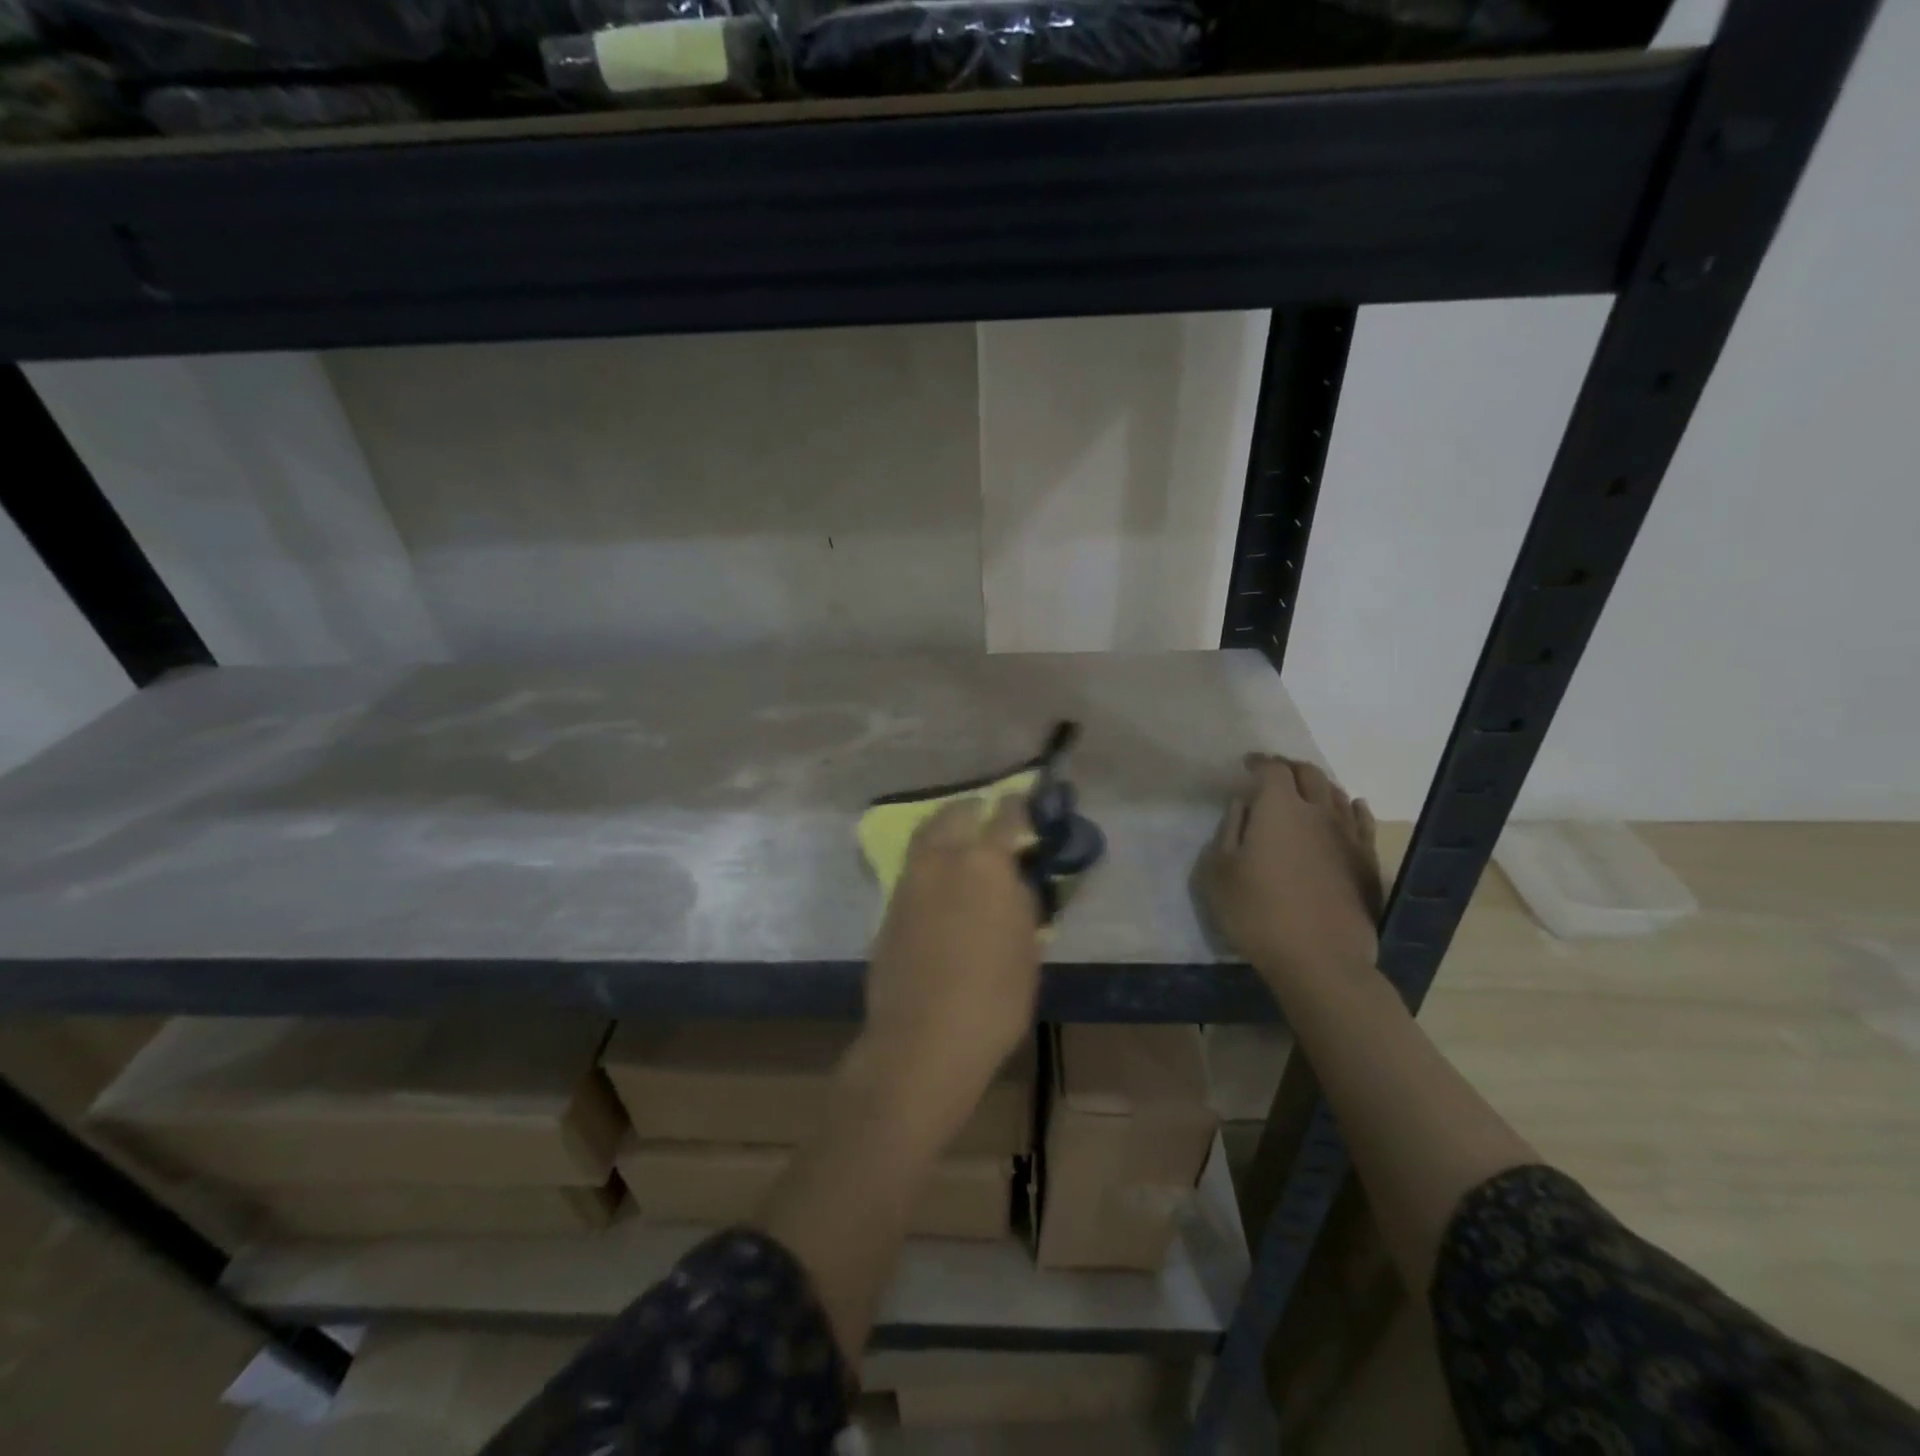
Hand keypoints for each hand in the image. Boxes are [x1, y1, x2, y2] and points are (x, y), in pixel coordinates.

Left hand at [857, 796, 1041, 1137]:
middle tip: (987, 815)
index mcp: (984, 863)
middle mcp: (942, 859)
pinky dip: (929, 860)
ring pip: (926, 835)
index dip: (1018, 807)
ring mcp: (909, 880)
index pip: (1005, 815)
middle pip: (954, 813)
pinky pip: (913, 866)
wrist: (922, 1039)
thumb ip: (1020, 901)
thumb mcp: (1027, 949)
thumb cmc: (993, 998)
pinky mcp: (889, 906)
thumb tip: (1013, 877)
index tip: (1026, 804)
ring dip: (946, 829)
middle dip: (973, 809)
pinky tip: (941, 880)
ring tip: (961, 841)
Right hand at [1199, 754, 1383, 990]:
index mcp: (1278, 808)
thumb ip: (1229, 830)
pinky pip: (1362, 820)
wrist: (1320, 959)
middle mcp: (1317, 811)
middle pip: (1308, 774)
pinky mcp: (1367, 860)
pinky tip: (1351, 807)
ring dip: (1318, 784)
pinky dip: (1352, 807)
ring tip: (1305, 789)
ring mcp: (1347, 835)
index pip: (1272, 769)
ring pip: (1336, 793)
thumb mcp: (1219, 872)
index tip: (1247, 765)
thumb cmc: (1257, 913)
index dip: (1259, 762)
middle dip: (1289, 768)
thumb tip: (1241, 804)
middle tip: (1273, 773)